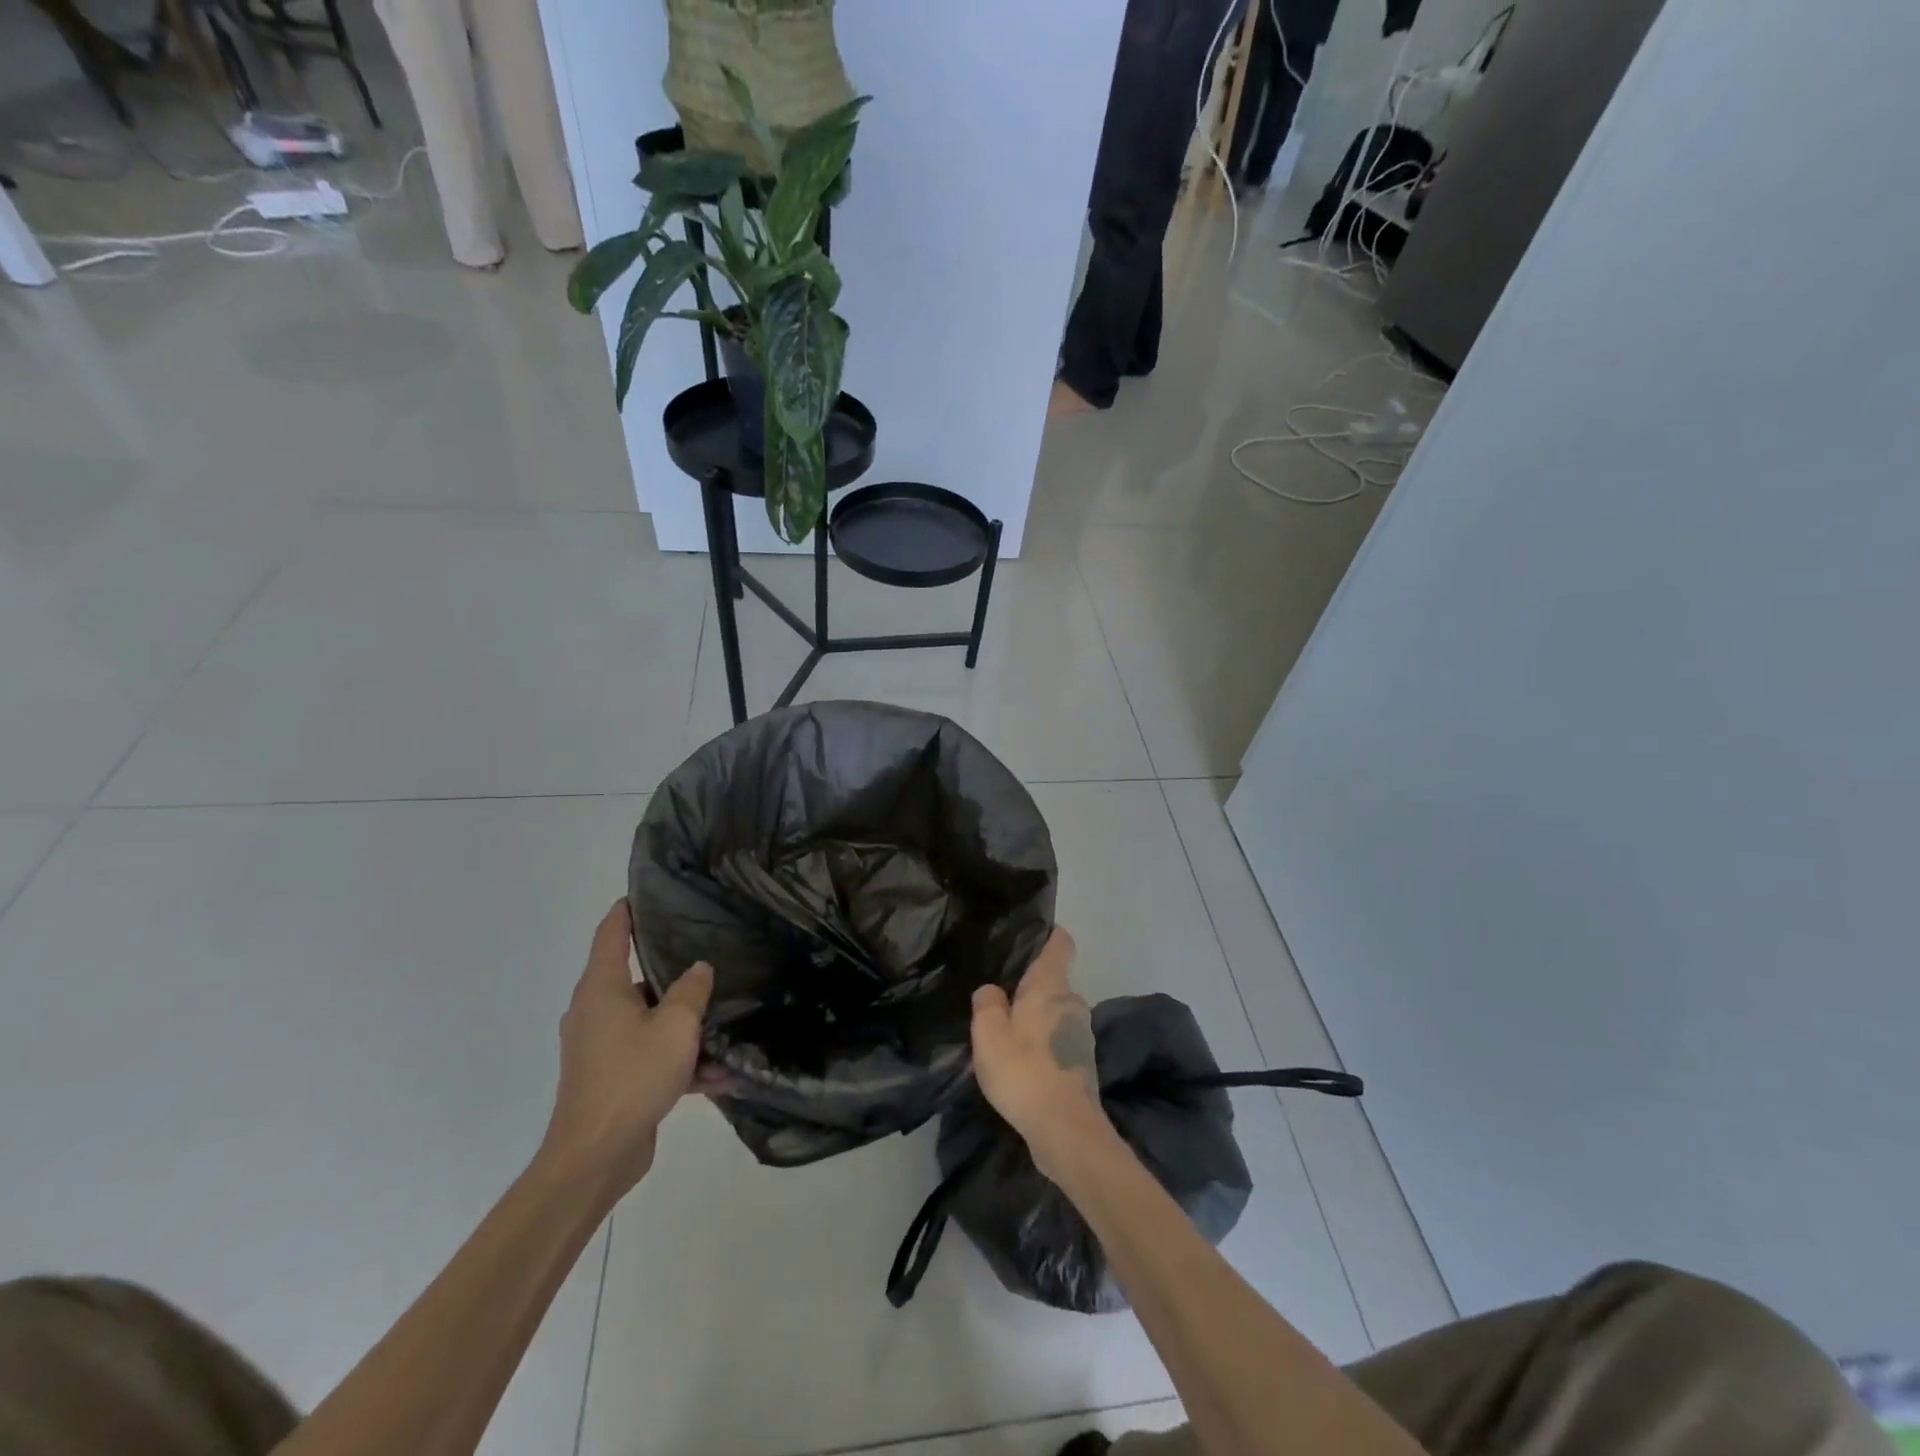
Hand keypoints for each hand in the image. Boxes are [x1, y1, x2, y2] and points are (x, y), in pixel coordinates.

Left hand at [540, 900, 712, 1195]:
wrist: (595, 1157)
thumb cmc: (632, 1076)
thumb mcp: (676, 1026)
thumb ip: (692, 990)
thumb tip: (699, 968)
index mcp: (602, 988)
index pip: (611, 933)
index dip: (628, 910)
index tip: (650, 893)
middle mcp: (595, 1011)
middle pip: (635, 977)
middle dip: (672, 970)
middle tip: (710, 954)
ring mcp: (600, 1047)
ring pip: (648, 1020)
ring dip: (683, 1026)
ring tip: (725, 1025)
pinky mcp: (610, 1078)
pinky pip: (649, 1056)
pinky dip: (678, 1061)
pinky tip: (718, 1076)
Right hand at [970, 927, 1111, 1175]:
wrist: (1065, 1129)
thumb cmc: (1024, 1070)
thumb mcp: (988, 1033)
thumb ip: (987, 1003)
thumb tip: (992, 991)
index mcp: (1051, 986)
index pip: (1061, 944)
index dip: (1050, 935)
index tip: (1034, 935)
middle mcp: (1072, 1003)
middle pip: (1054, 982)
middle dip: (1032, 988)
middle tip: (1002, 997)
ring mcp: (1082, 1034)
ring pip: (1056, 1013)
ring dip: (1037, 1020)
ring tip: (1009, 1035)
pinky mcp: (1083, 1063)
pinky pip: (1059, 1040)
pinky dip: (1044, 1045)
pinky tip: (1024, 1065)